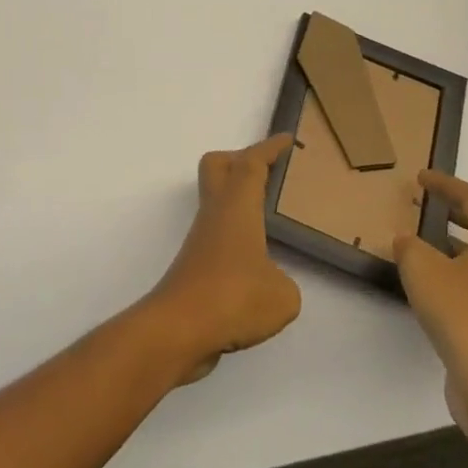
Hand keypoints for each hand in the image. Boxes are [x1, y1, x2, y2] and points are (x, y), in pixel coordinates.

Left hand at [144, 135, 302, 383]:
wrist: (180, 328)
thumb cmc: (233, 298)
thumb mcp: (282, 295)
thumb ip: (284, 283)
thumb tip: (273, 283)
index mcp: (237, 206)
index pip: (252, 163)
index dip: (270, 148)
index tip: (287, 139)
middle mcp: (215, 214)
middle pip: (217, 166)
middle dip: (240, 159)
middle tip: (269, 171)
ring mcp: (201, 239)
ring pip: (216, 201)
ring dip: (239, 201)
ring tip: (268, 219)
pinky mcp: (195, 266)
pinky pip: (218, 235)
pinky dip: (236, 236)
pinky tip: (257, 264)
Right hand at [394, 172, 467, 446]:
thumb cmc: (464, 317)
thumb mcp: (422, 270)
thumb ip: (410, 247)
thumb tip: (407, 241)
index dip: (446, 185)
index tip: (421, 178)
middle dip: (462, 214)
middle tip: (433, 207)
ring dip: (460, 246)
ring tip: (427, 245)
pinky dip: (460, 276)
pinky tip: (434, 288)